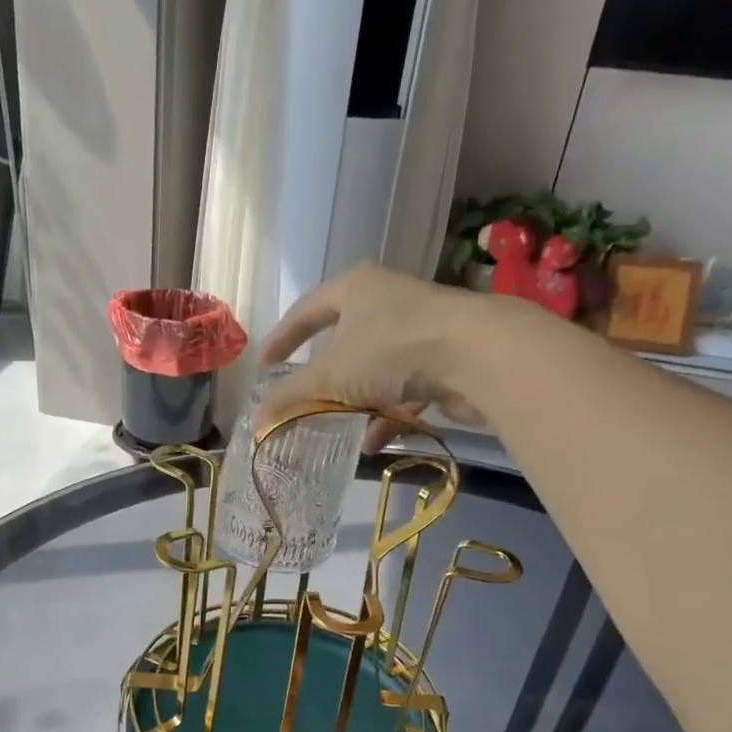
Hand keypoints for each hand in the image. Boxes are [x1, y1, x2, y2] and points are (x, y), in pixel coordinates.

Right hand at [257, 262, 500, 447]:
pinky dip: (386, 415)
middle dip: (323, 375)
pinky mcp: (443, 359)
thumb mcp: (330, 375)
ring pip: (375, 368)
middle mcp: (388, 300)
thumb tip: (254, 422)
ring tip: (335, 428)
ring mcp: (420, 329)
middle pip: (344, 339)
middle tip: (302, 397)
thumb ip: (290, 397)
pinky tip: (372, 444)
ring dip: (354, 400)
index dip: (283, 338)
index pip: (307, 309)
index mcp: (356, 287)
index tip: (265, 365)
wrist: (477, 356)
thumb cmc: (392, 349)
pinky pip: (403, 388)